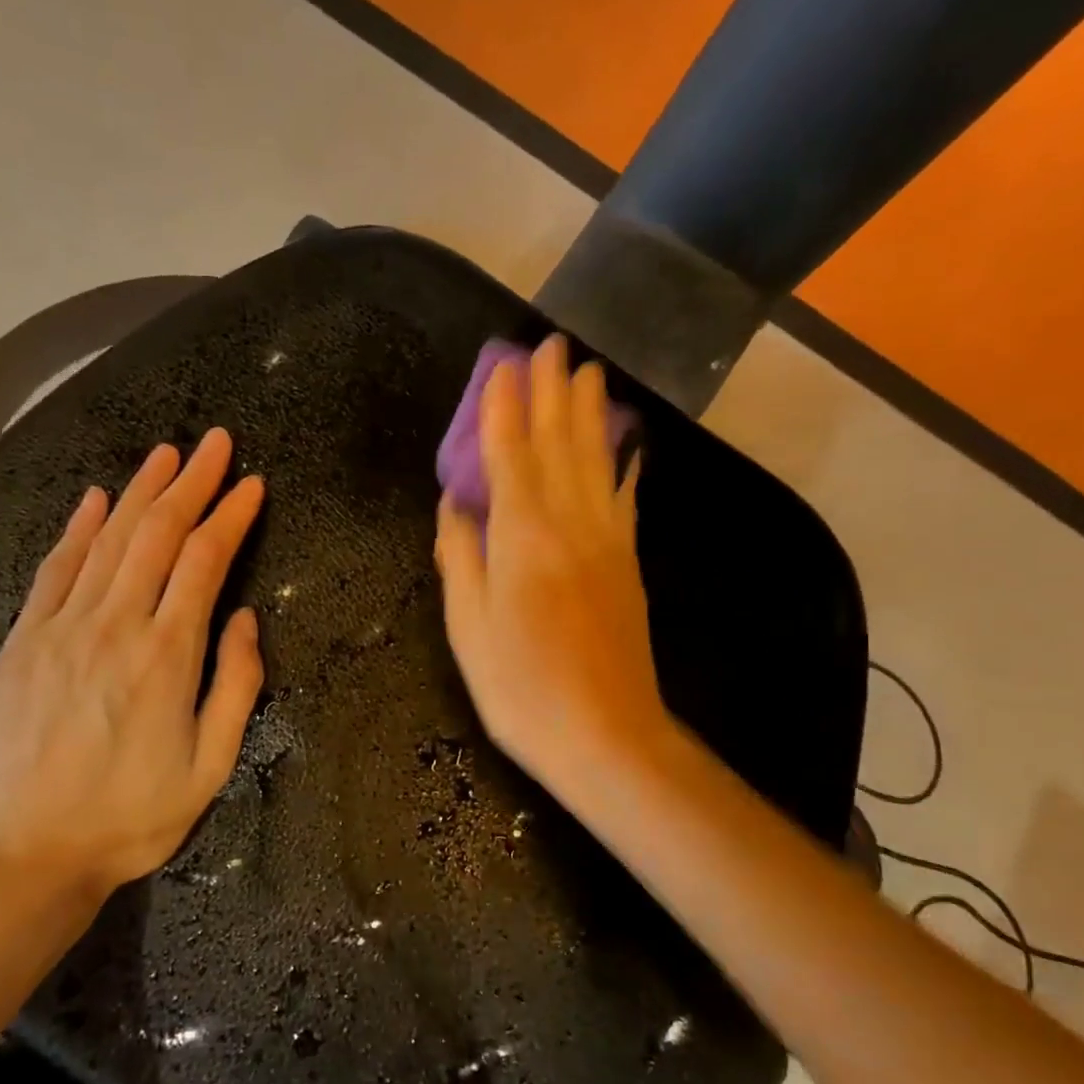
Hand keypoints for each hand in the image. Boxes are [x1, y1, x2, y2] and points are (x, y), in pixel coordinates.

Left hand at [0, 430, 264, 903]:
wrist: (29, 855)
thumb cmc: (133, 817)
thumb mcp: (211, 765)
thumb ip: (235, 684)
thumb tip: (245, 617)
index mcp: (167, 654)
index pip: (205, 561)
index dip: (231, 516)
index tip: (252, 485)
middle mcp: (115, 624)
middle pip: (157, 533)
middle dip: (191, 482)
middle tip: (215, 443)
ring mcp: (62, 628)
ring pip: (107, 540)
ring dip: (139, 491)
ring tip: (165, 454)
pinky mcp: (24, 641)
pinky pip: (54, 570)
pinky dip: (77, 529)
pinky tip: (94, 499)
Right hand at [434, 335, 668, 804]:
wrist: (607, 738)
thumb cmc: (522, 689)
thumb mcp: (469, 629)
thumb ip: (461, 557)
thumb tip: (454, 504)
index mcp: (523, 538)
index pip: (509, 456)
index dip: (505, 409)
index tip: (504, 365)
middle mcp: (570, 525)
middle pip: (559, 445)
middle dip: (552, 393)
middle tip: (551, 346)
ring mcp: (607, 542)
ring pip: (597, 462)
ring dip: (589, 414)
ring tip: (587, 373)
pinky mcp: (628, 564)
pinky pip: (623, 499)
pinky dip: (621, 465)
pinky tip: (626, 447)